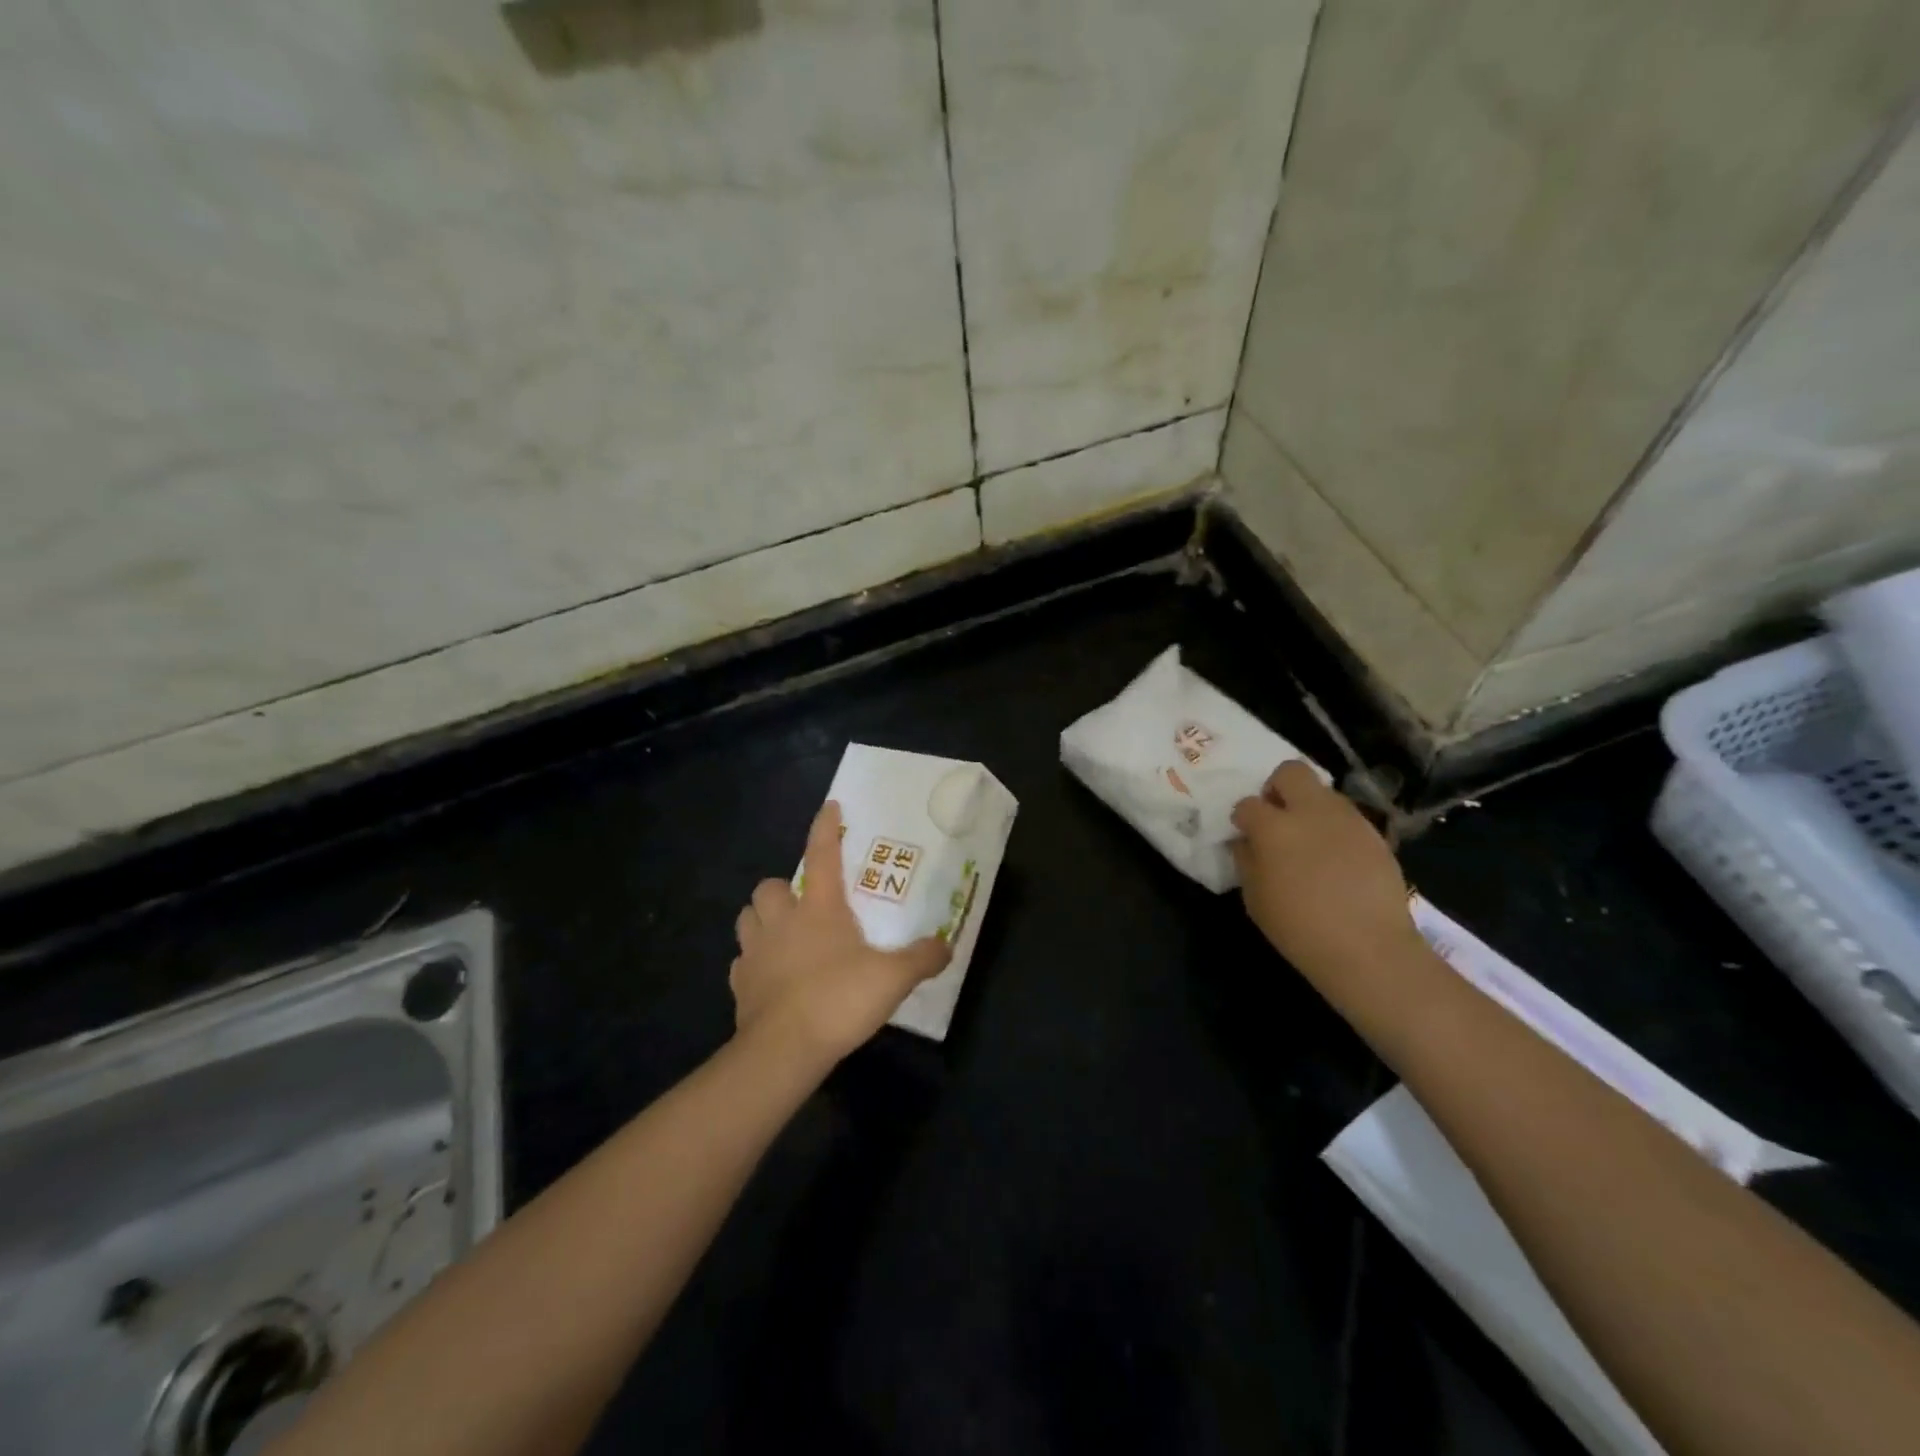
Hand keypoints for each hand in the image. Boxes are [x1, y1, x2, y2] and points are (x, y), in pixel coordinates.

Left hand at [730, 801, 950, 1064]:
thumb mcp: (893, 978)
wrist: (784, 1050)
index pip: (821, 855)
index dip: (826, 828)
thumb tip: (947, 945)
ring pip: (748, 918)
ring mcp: (755, 953)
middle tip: (803, 905)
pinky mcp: (740, 984)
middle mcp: (782, 921)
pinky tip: (771, 976)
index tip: (830, 806)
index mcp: (819, 909)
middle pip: (769, 887)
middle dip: (782, 890)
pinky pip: (742, 961)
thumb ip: (922, 958)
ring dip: (762, 920)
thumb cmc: (839, 1000)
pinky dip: (754, 962)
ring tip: (782, 934)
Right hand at [1230, 761, 1423, 989]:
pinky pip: (1347, 816)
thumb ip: (1246, 861)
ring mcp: (1347, 819)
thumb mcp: (1255, 899)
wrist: (1369, 949)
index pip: (1247, 804)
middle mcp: (1311, 811)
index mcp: (1274, 828)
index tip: (1245, 835)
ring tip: (1309, 840)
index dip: (1243, 818)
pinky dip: (1335, 827)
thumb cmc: (1299, 929)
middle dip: (1278, 788)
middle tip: (1277, 818)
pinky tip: (1335, 857)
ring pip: (1323, 791)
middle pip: (1290, 772)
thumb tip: (1246, 841)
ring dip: (1309, 807)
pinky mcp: (1375, 834)